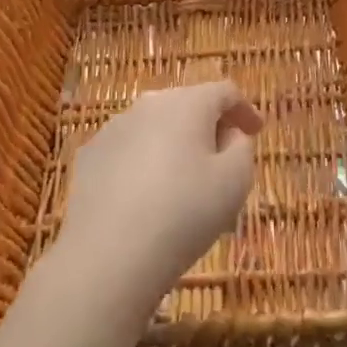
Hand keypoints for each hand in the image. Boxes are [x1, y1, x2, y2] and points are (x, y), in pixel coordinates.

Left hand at [53, 81, 263, 319]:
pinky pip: (129, 149)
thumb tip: (229, 134)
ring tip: (185, 181)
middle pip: (187, 104)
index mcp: (187, 103)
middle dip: (209, 125)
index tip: (257, 131)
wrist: (109, 255)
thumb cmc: (185, 213)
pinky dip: (145, 161)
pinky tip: (148, 195)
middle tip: (224, 157)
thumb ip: (242, 147)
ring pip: (155, 126)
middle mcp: (148, 104)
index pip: (224, 92)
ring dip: (175, 144)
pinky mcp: (90, 156)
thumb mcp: (235, 180)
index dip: (245, 110)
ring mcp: (113, 128)